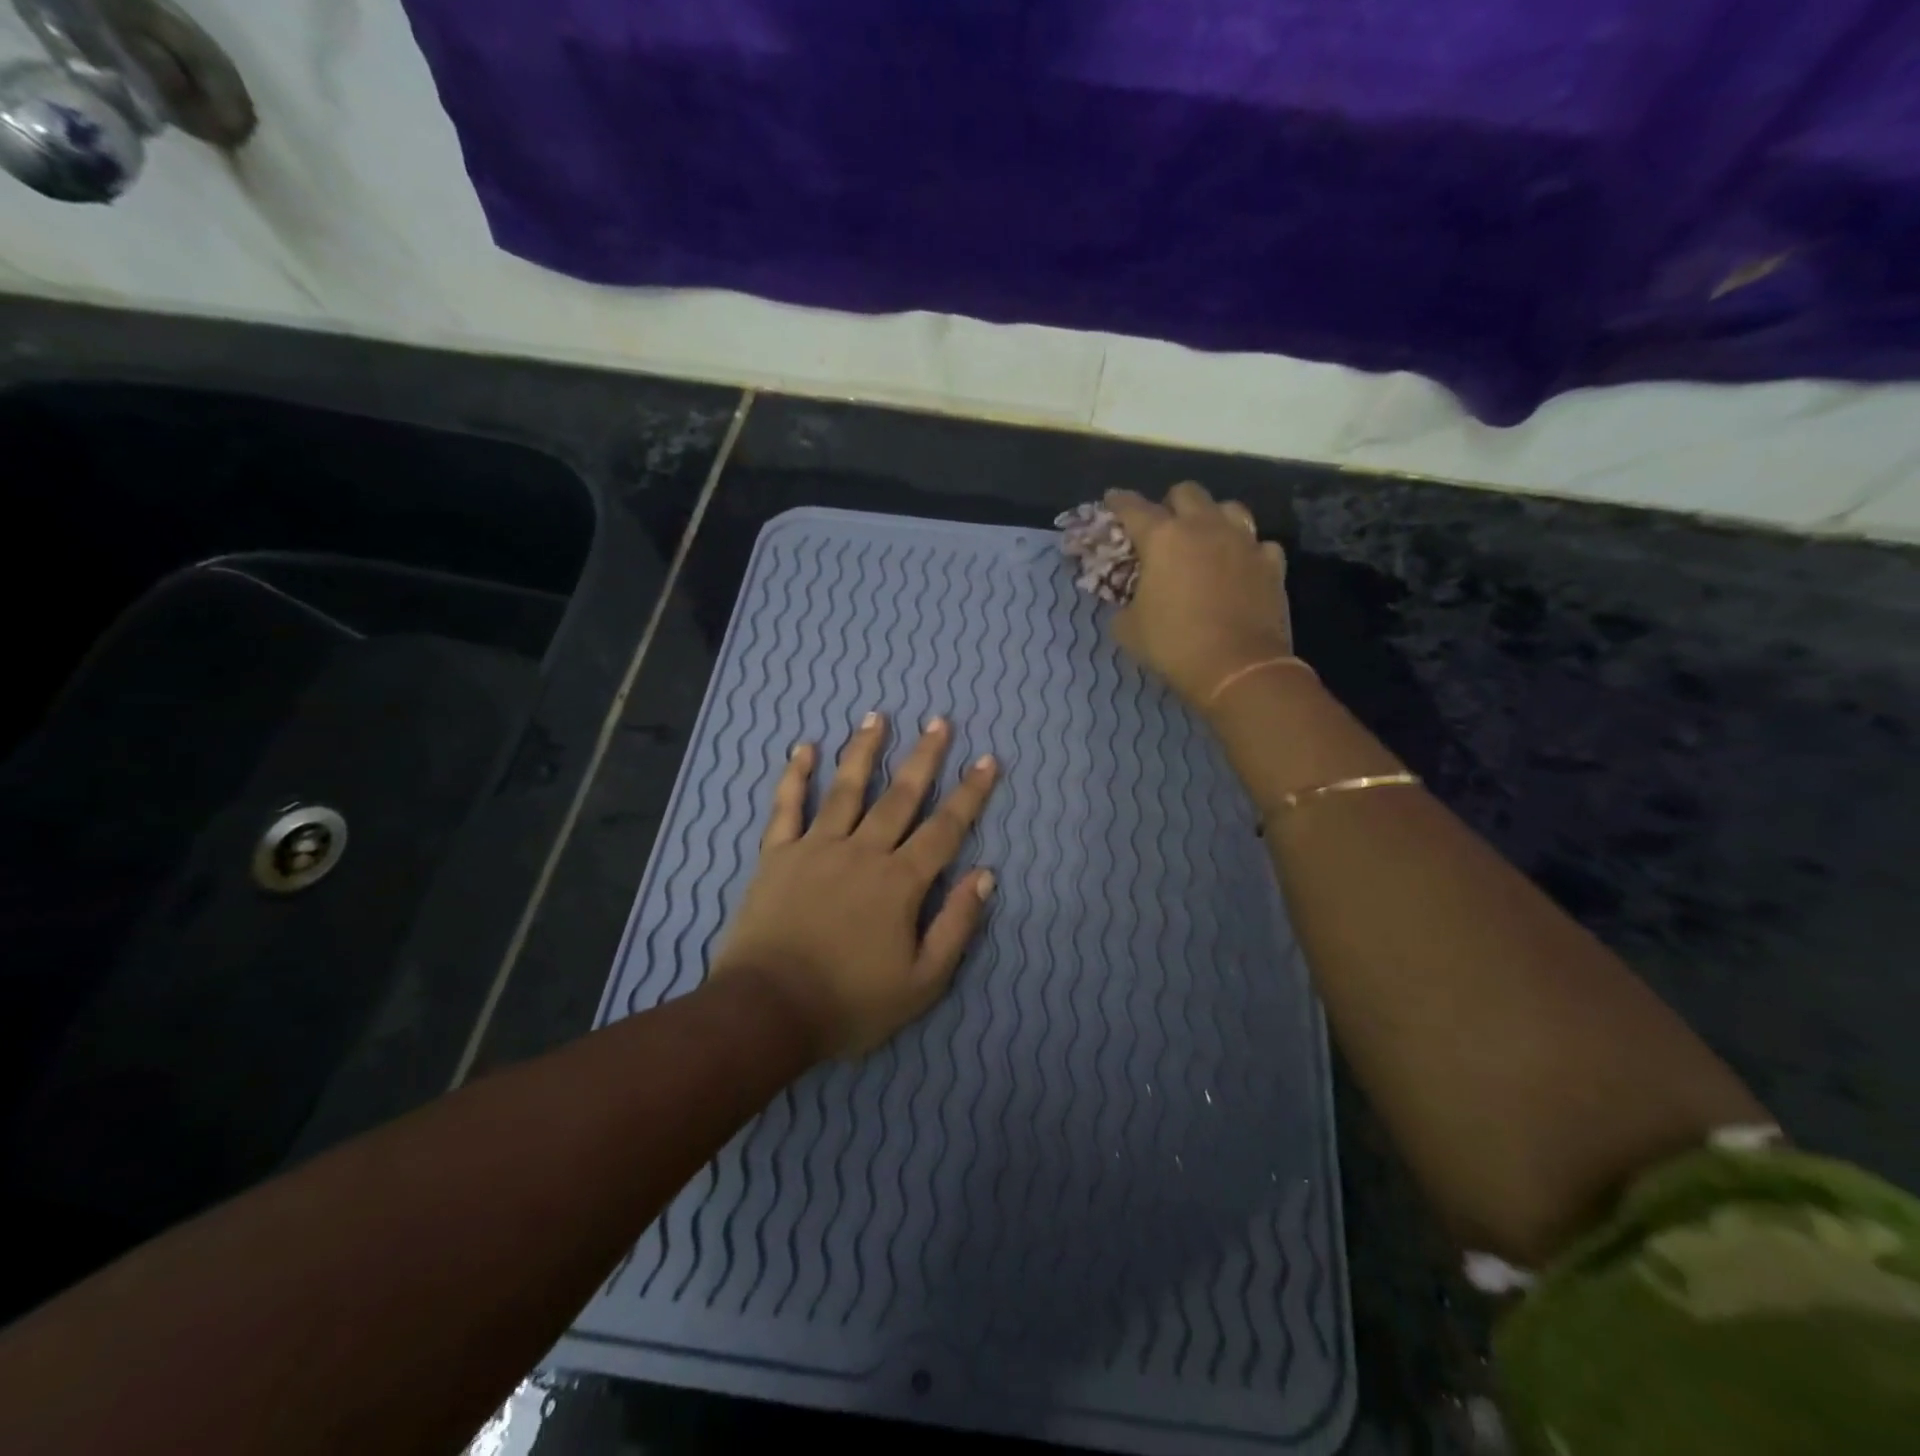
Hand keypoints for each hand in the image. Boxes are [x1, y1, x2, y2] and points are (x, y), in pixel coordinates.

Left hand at [710, 714, 998, 1058]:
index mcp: (900, 882)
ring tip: (877, 717)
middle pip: (900, 796)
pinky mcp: (777, 856)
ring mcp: (816, 848)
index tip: (987, 760)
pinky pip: (786, 807)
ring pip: (846, 789)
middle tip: (940, 721)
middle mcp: (863, 851)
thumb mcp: (922, 981)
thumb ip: (956, 925)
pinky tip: (802, 748)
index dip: (970, 794)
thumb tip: (984, 874)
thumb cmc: (850, 1002)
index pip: (945, 828)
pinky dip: (794, 776)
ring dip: (863, 751)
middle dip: (924, 758)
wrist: (768, 1012)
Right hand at [1104, 482, 1294, 708]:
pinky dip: (1247, 551)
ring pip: (1228, 508)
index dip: (1119, 501)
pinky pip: (1258, 543)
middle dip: (1170, 504)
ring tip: (1206, 538)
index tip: (1112, 500)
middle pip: (1186, 492)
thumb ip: (1124, 602)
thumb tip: (1128, 600)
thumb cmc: (1173, 645)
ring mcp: (1243, 541)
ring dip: (1213, 517)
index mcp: (1163, 538)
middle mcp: (1204, 527)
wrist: (1237, 668)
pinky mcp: (1271, 563)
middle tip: (1163, 526)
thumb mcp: (1129, 628)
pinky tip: (1240, 566)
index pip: (1133, 507)